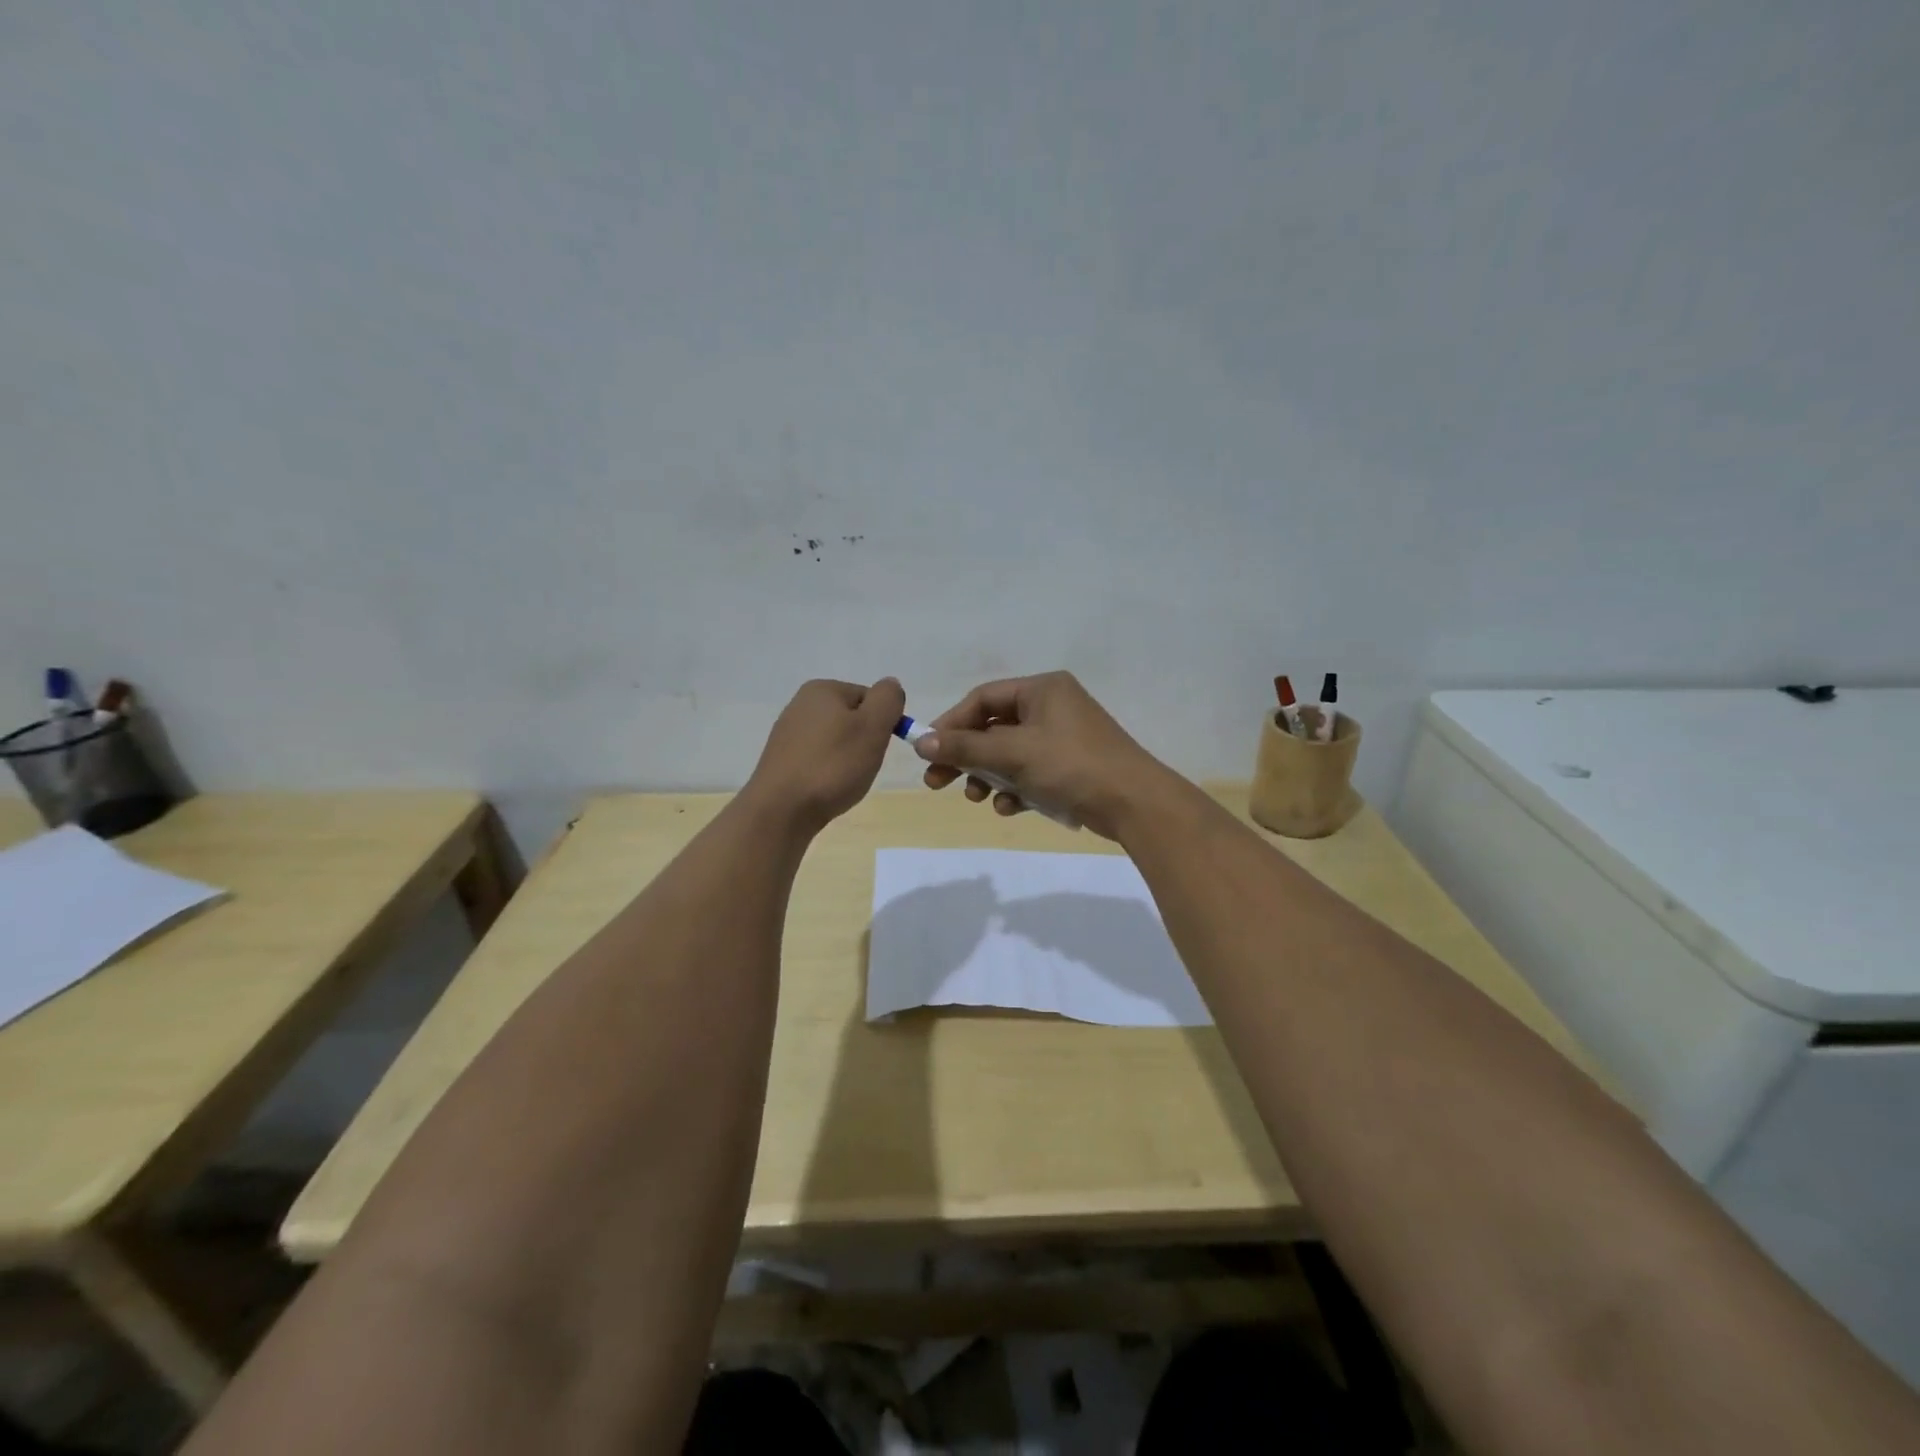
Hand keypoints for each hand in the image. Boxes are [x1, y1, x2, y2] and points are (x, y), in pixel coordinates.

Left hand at [745, 677, 905, 831]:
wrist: (781, 810)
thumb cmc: (833, 765)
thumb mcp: (872, 727)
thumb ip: (887, 700)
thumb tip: (890, 685)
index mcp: (822, 690)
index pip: (870, 698)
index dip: (882, 724)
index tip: (877, 748)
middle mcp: (800, 704)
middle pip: (852, 719)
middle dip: (864, 742)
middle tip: (862, 766)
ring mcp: (787, 733)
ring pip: (835, 741)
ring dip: (847, 759)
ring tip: (843, 781)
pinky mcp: (781, 760)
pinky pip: (818, 759)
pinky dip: (828, 772)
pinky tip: (825, 788)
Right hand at [912, 671, 1178, 839]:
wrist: (1135, 804)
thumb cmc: (1071, 766)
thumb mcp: (1013, 754)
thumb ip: (965, 747)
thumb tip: (920, 742)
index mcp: (1042, 689)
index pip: (983, 698)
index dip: (952, 724)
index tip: (929, 751)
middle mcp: (1052, 707)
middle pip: (994, 728)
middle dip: (966, 757)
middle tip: (937, 783)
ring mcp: (1063, 738)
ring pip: (1010, 754)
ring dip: (989, 776)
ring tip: (978, 799)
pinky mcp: (1071, 767)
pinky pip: (1031, 772)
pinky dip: (1016, 788)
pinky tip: (1010, 808)